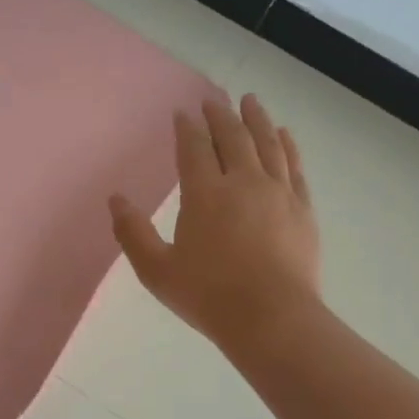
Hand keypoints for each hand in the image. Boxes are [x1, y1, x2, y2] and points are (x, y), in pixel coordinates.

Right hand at [110, 94, 321, 351]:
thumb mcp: (157, 270)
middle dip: (221, 116)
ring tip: (251, 101)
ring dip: (257, 119)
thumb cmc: (208, 296)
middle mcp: (242, 182)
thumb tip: (115, 199)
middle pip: (232, 137)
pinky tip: (284, 135)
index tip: (183, 113)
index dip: (187, 128)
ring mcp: (277, 193)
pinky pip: (294, 166)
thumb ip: (133, 233)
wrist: (272, 318)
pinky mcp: (302, 208)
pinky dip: (287, 146)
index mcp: (204, 194)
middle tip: (214, 100)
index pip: (194, 148)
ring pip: (267, 144)